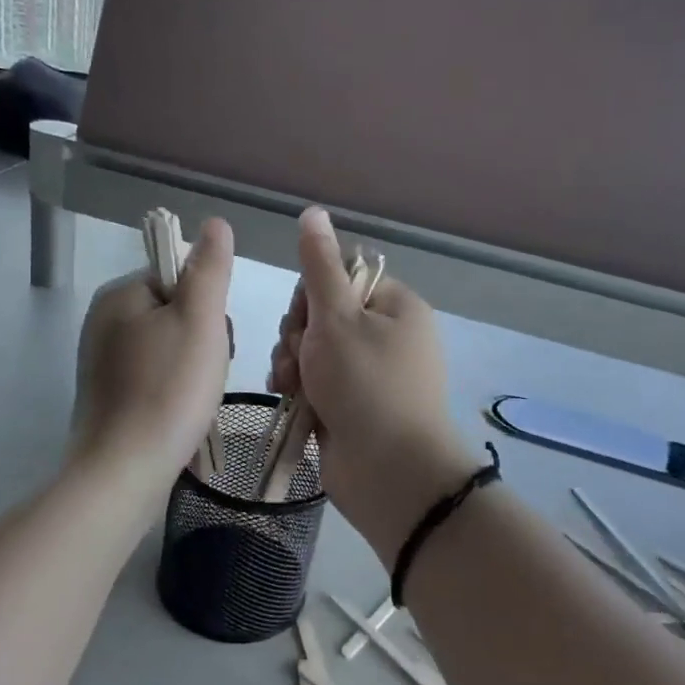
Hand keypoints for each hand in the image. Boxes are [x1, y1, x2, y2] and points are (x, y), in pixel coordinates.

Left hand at [72, 218, 233, 480]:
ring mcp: (101, 361)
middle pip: (174, 311)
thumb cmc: (168, 390)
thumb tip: (214, 223)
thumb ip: (209, 269)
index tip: (214, 340)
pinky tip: (180, 413)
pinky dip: (173, 389)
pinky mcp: (107, 395)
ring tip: (196, 398)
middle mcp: (103, 321)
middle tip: (206, 373)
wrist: (124, 471)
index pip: (179, 277)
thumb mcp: (200, 320)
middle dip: (201, 338)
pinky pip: (153, 376)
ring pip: (168, 346)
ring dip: (192, 366)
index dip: (208, 305)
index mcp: (120, 295)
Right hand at [269, 209, 478, 561]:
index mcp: (394, 306)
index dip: (311, 296)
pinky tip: (290, 399)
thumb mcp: (336, 317)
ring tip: (293, 385)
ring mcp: (369, 374)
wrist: (388, 472)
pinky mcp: (353, 406)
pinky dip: (300, 388)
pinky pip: (316, 382)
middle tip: (300, 359)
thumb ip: (319, 266)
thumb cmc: (365, 385)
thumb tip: (314, 212)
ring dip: (294, 363)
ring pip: (313, 350)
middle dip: (299, 336)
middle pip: (322, 315)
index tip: (305, 319)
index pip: (340, 278)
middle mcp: (386, 337)